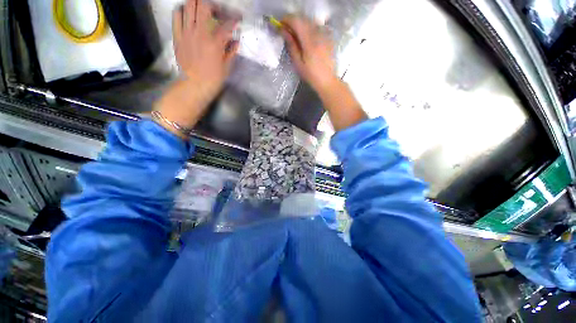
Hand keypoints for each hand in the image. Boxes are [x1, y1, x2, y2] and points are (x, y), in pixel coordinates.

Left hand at [155, 0, 237, 135]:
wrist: (194, 85)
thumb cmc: (213, 79)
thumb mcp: (226, 67)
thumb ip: (231, 52)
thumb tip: (236, 41)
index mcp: (215, 43)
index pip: (227, 24)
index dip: (234, 20)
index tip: (237, 20)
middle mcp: (200, 33)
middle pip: (204, 5)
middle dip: (213, 6)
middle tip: (216, 12)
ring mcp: (187, 32)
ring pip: (189, 6)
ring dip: (197, 5)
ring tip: (201, 11)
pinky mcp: (177, 35)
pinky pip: (177, 15)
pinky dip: (182, 11)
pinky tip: (187, 16)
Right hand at [281, 16, 366, 130]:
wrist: (327, 80)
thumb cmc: (311, 75)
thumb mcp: (298, 63)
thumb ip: (291, 45)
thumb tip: (284, 31)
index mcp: (309, 41)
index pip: (297, 21)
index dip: (287, 20)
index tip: (281, 25)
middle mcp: (318, 34)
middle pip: (303, 19)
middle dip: (293, 22)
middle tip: (287, 31)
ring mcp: (324, 35)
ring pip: (310, 22)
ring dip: (301, 25)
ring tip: (296, 35)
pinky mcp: (328, 38)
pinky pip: (317, 28)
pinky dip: (309, 29)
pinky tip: (307, 39)